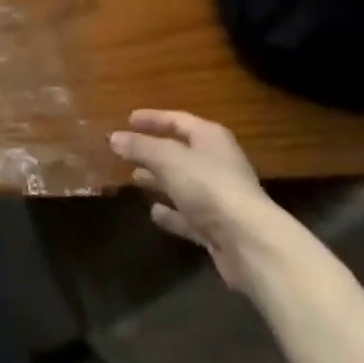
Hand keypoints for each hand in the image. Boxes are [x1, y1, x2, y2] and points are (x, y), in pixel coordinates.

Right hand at [111, 110, 279, 293]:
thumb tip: (113, 137)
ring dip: (160, 181)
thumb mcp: (168, 160)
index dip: (153, 119)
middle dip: (153, 152)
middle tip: (126, 151)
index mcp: (210, 138)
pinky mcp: (218, 229)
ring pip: (183, 184)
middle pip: (180, 152)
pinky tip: (154, 213)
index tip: (128, 119)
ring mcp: (218, 198)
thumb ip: (140, 147)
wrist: (250, 244)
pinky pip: (188, 215)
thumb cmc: (209, 187)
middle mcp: (216, 163)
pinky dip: (172, 213)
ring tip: (134, 179)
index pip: (177, 120)